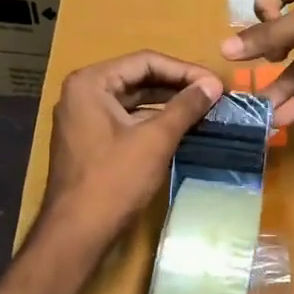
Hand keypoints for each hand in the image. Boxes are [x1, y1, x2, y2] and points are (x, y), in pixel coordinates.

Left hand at [41, 50, 223, 245]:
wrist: (77, 233)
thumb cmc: (114, 180)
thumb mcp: (155, 139)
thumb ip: (185, 106)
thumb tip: (213, 84)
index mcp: (91, 82)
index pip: (146, 61)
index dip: (184, 70)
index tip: (216, 83)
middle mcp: (83, 93)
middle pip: (138, 78)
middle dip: (177, 86)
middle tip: (214, 95)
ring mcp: (84, 118)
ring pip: (134, 100)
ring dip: (168, 104)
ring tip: (204, 110)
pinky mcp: (91, 140)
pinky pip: (127, 120)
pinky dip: (153, 122)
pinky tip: (181, 129)